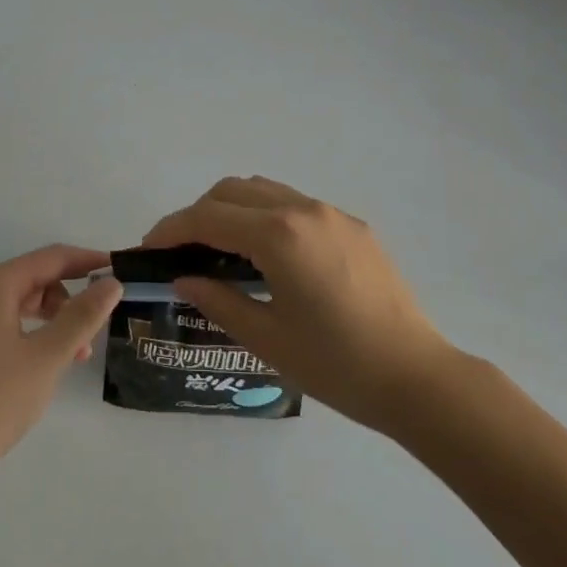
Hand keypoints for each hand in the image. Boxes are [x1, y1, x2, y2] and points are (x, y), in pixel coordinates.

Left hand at [0, 245, 122, 477]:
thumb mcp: (48, 356)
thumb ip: (82, 317)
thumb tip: (112, 283)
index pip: (51, 257)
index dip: (87, 260)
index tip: (119, 269)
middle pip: (35, 278)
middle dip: (71, 297)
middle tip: (97, 327)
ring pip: (22, 304)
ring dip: (54, 320)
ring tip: (77, 355)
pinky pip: (6, 325)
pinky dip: (33, 335)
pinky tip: (46, 365)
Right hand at [143, 176, 458, 433]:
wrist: (417, 377)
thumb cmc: (337, 365)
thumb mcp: (267, 339)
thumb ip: (219, 301)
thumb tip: (183, 278)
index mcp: (279, 236)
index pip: (208, 217)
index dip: (172, 229)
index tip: (148, 248)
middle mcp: (304, 210)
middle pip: (232, 191)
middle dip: (199, 214)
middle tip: (182, 252)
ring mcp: (332, 213)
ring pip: (264, 190)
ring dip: (233, 209)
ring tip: (221, 250)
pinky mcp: (353, 225)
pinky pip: (295, 204)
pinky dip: (266, 215)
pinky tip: (268, 256)